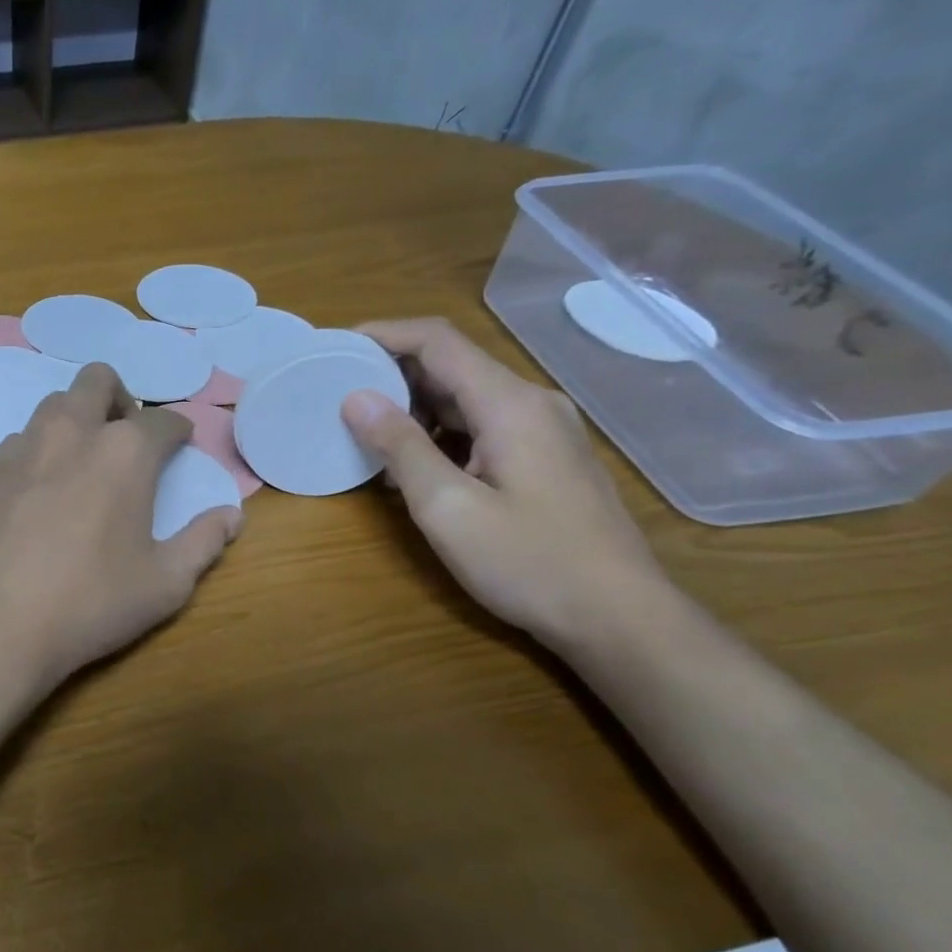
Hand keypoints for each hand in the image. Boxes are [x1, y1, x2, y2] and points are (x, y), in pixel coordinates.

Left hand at [0, 363, 240, 688]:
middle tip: (126, 439)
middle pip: (98, 381)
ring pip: (54, 406)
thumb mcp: (164, 584)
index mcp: (124, 451)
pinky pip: (20, 441)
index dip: (178, 432)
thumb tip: (231, 516)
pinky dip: (39, 451)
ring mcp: (22, 448)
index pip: (163, 420)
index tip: (179, 448)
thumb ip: (203, 542)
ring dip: (76, 419)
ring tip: (82, 463)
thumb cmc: (89, 603)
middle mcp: (71, 432)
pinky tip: (39, 493)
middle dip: (120, 399)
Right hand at [341, 318, 670, 651]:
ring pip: (463, 398)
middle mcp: (530, 404)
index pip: (438, 341)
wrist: (617, 616)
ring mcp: (541, 431)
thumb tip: (355, 398)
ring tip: (361, 431)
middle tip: (335, 393)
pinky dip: (436, 433)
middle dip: (390, 373)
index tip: (334, 346)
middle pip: (451, 365)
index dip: (383, 334)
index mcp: (510, 404)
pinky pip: (479, 426)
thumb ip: (400, 447)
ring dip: (411, 407)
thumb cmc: (528, 562)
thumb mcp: (448, 507)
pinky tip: (408, 464)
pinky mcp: (542, 458)